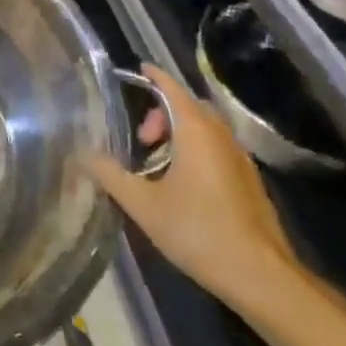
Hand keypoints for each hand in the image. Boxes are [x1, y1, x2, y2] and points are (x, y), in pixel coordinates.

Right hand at [79, 65, 302, 311]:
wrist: (261, 277)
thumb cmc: (198, 231)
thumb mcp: (143, 204)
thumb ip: (110, 175)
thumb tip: (83, 155)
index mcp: (196, 132)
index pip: (173, 89)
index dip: (155, 76)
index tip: (138, 69)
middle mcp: (222, 137)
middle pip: (190, 107)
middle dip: (162, 113)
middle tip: (141, 139)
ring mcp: (241, 160)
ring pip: (206, 130)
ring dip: (180, 134)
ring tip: (156, 164)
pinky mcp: (250, 183)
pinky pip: (218, 150)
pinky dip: (196, 151)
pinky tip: (182, 185)